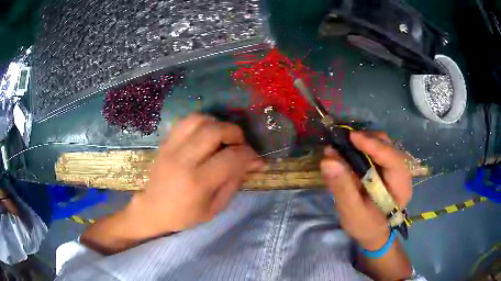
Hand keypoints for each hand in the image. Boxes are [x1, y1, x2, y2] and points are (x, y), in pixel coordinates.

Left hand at [127, 114, 263, 234]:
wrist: (152, 209)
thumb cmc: (184, 215)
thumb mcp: (214, 209)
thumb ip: (233, 183)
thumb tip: (251, 162)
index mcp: (197, 183)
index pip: (231, 158)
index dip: (250, 155)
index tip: (258, 160)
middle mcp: (183, 160)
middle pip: (214, 131)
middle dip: (235, 133)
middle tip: (240, 144)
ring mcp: (171, 148)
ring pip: (198, 120)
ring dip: (217, 123)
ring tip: (223, 136)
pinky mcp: (164, 142)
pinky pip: (185, 121)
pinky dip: (201, 122)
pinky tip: (206, 133)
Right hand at [320, 131, 411, 250]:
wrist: (374, 233)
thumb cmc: (366, 226)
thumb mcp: (352, 212)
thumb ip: (342, 188)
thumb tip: (328, 160)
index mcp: (400, 186)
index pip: (392, 158)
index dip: (373, 145)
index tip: (351, 137)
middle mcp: (401, 172)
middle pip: (387, 146)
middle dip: (365, 141)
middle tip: (342, 143)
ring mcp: (394, 168)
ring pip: (381, 144)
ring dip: (362, 143)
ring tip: (341, 149)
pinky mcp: (385, 167)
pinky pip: (374, 151)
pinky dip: (360, 149)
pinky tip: (346, 156)